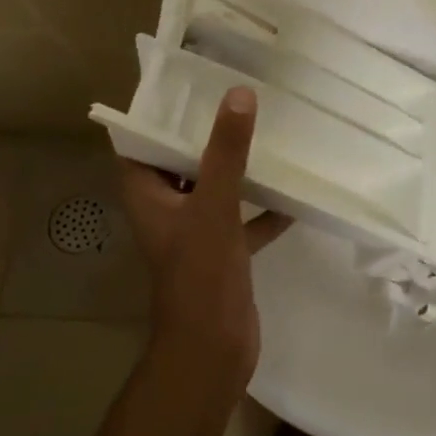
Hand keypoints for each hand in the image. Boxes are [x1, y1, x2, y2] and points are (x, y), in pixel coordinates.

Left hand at [118, 87, 292, 380]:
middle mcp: (166, 211)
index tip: (188, 85)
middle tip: (237, 98)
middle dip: (206, 134)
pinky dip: (264, 207)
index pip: (141, 145)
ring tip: (267, 133)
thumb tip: (239, 94)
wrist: (213, 349)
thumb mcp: (214, 205)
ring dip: (237, 168)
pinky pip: (243, 219)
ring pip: (214, 189)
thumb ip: (226, 152)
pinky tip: (294, 192)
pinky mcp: (223, 253)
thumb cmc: (201, 275)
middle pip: (181, 162)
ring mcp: (195, 234)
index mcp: (148, 197)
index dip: (157, 116)